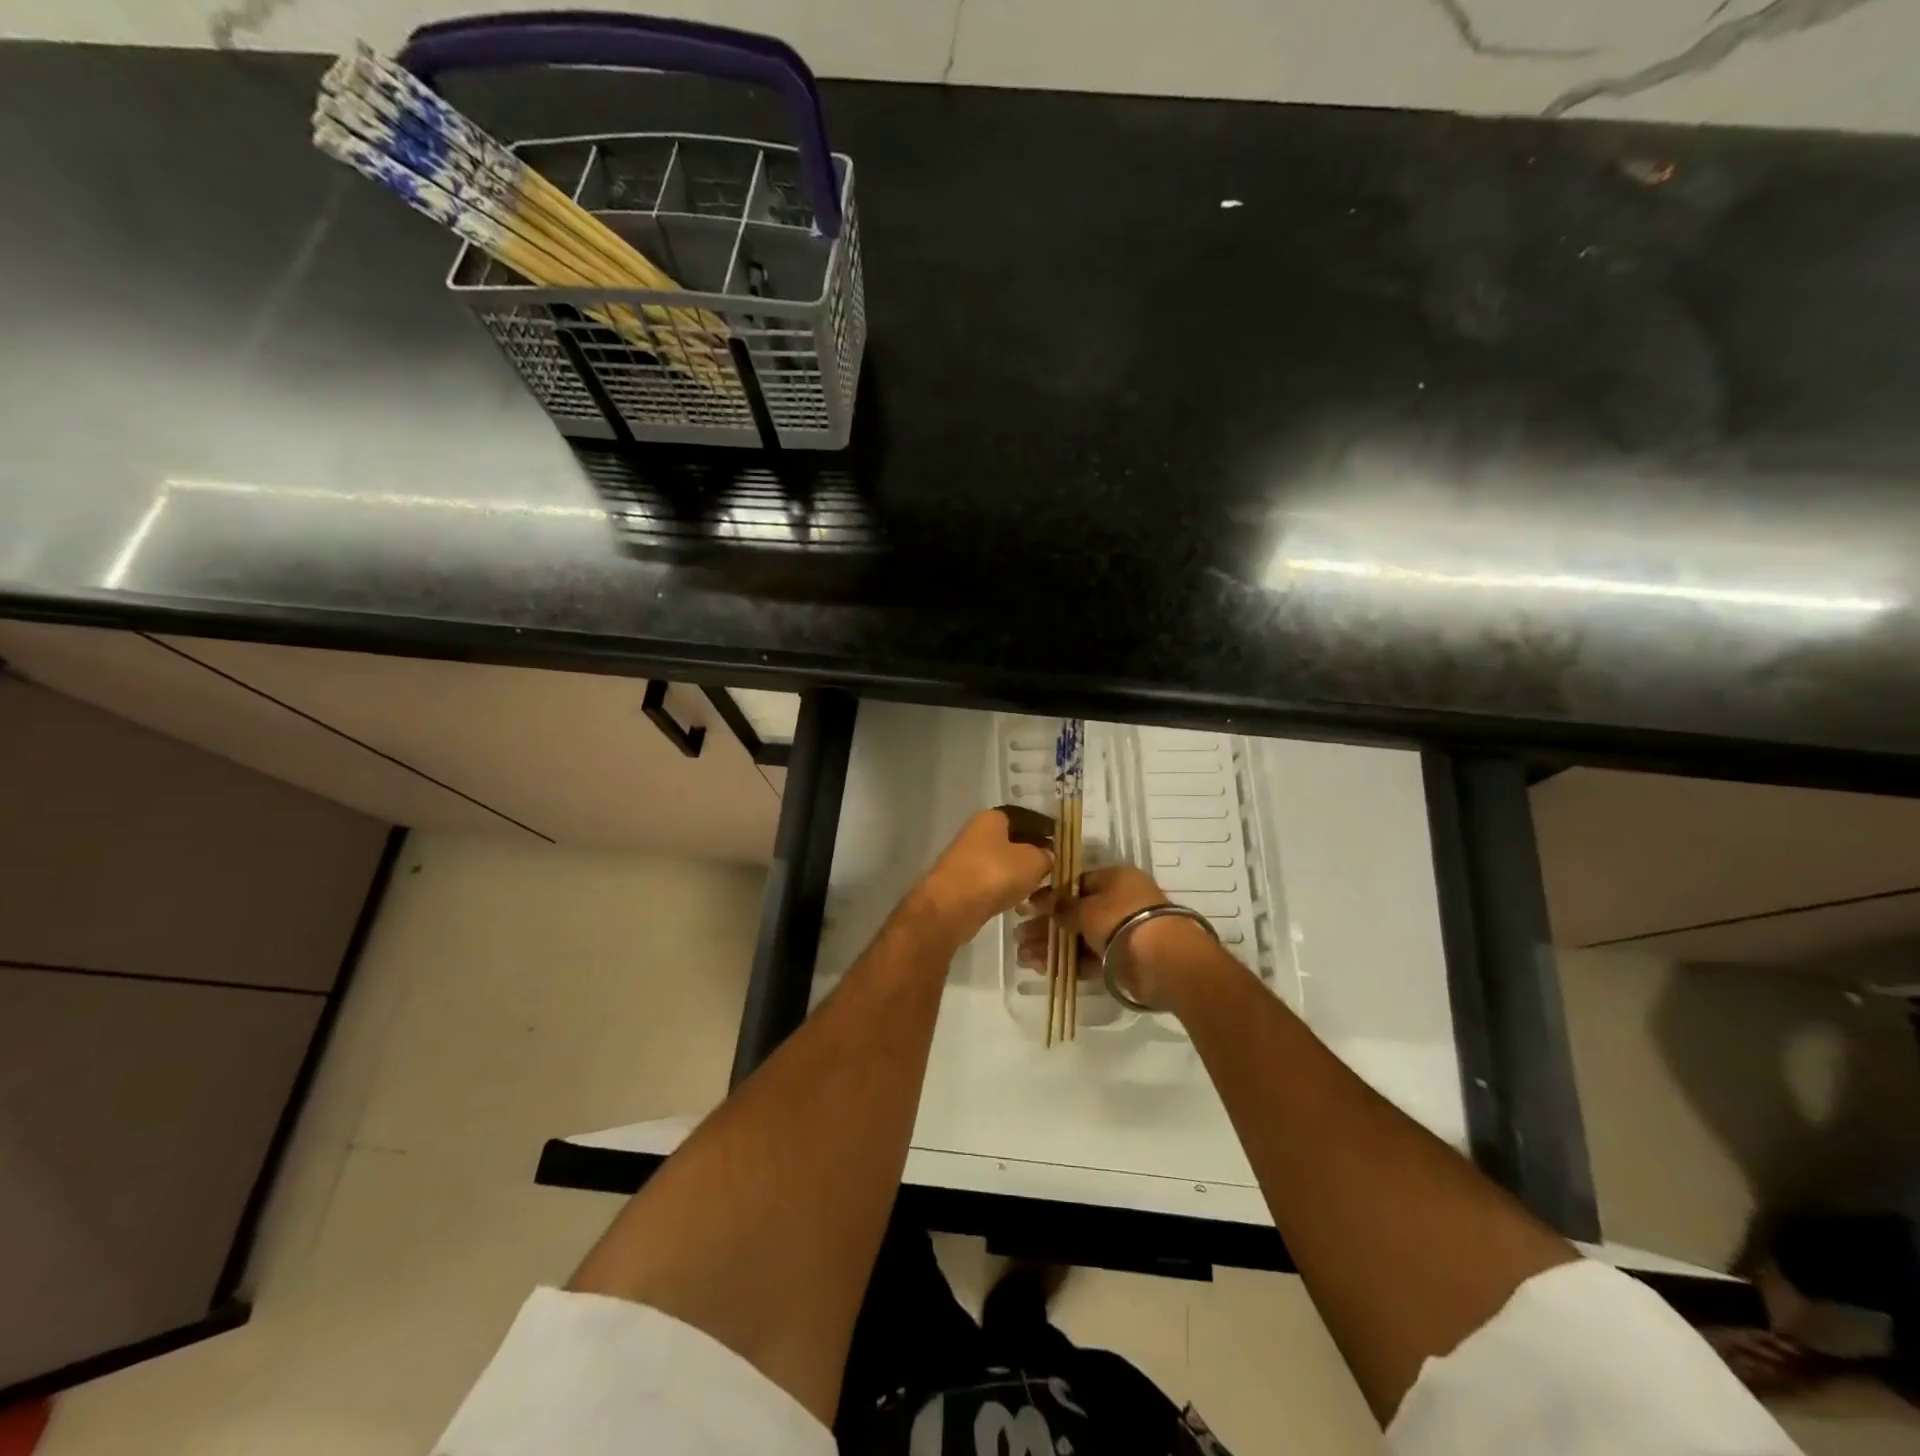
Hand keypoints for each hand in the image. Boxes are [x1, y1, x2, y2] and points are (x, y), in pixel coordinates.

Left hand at [915, 807, 1054, 943]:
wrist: (951, 906)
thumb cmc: (995, 873)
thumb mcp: (1033, 861)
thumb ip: (1045, 855)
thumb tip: (1047, 855)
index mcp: (992, 818)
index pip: (1024, 816)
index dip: (1043, 827)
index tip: (1059, 839)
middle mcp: (976, 832)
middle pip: (1010, 838)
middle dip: (1031, 850)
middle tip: (1052, 864)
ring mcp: (965, 858)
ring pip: (1000, 861)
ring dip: (1018, 871)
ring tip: (1040, 884)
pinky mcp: (961, 883)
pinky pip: (990, 880)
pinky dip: (1005, 886)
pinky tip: (1019, 898)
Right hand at [1014, 865, 1221, 1010]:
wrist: (1163, 961)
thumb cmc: (1122, 920)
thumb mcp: (1086, 908)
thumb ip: (1062, 906)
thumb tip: (1042, 900)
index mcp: (1116, 879)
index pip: (1077, 883)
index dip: (1051, 895)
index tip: (1027, 907)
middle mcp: (1120, 903)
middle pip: (1076, 913)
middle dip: (1046, 926)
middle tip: (1019, 936)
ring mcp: (1122, 934)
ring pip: (1080, 938)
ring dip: (1052, 947)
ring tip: (1023, 957)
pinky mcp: (1122, 962)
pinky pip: (1090, 959)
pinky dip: (1068, 963)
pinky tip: (1043, 969)